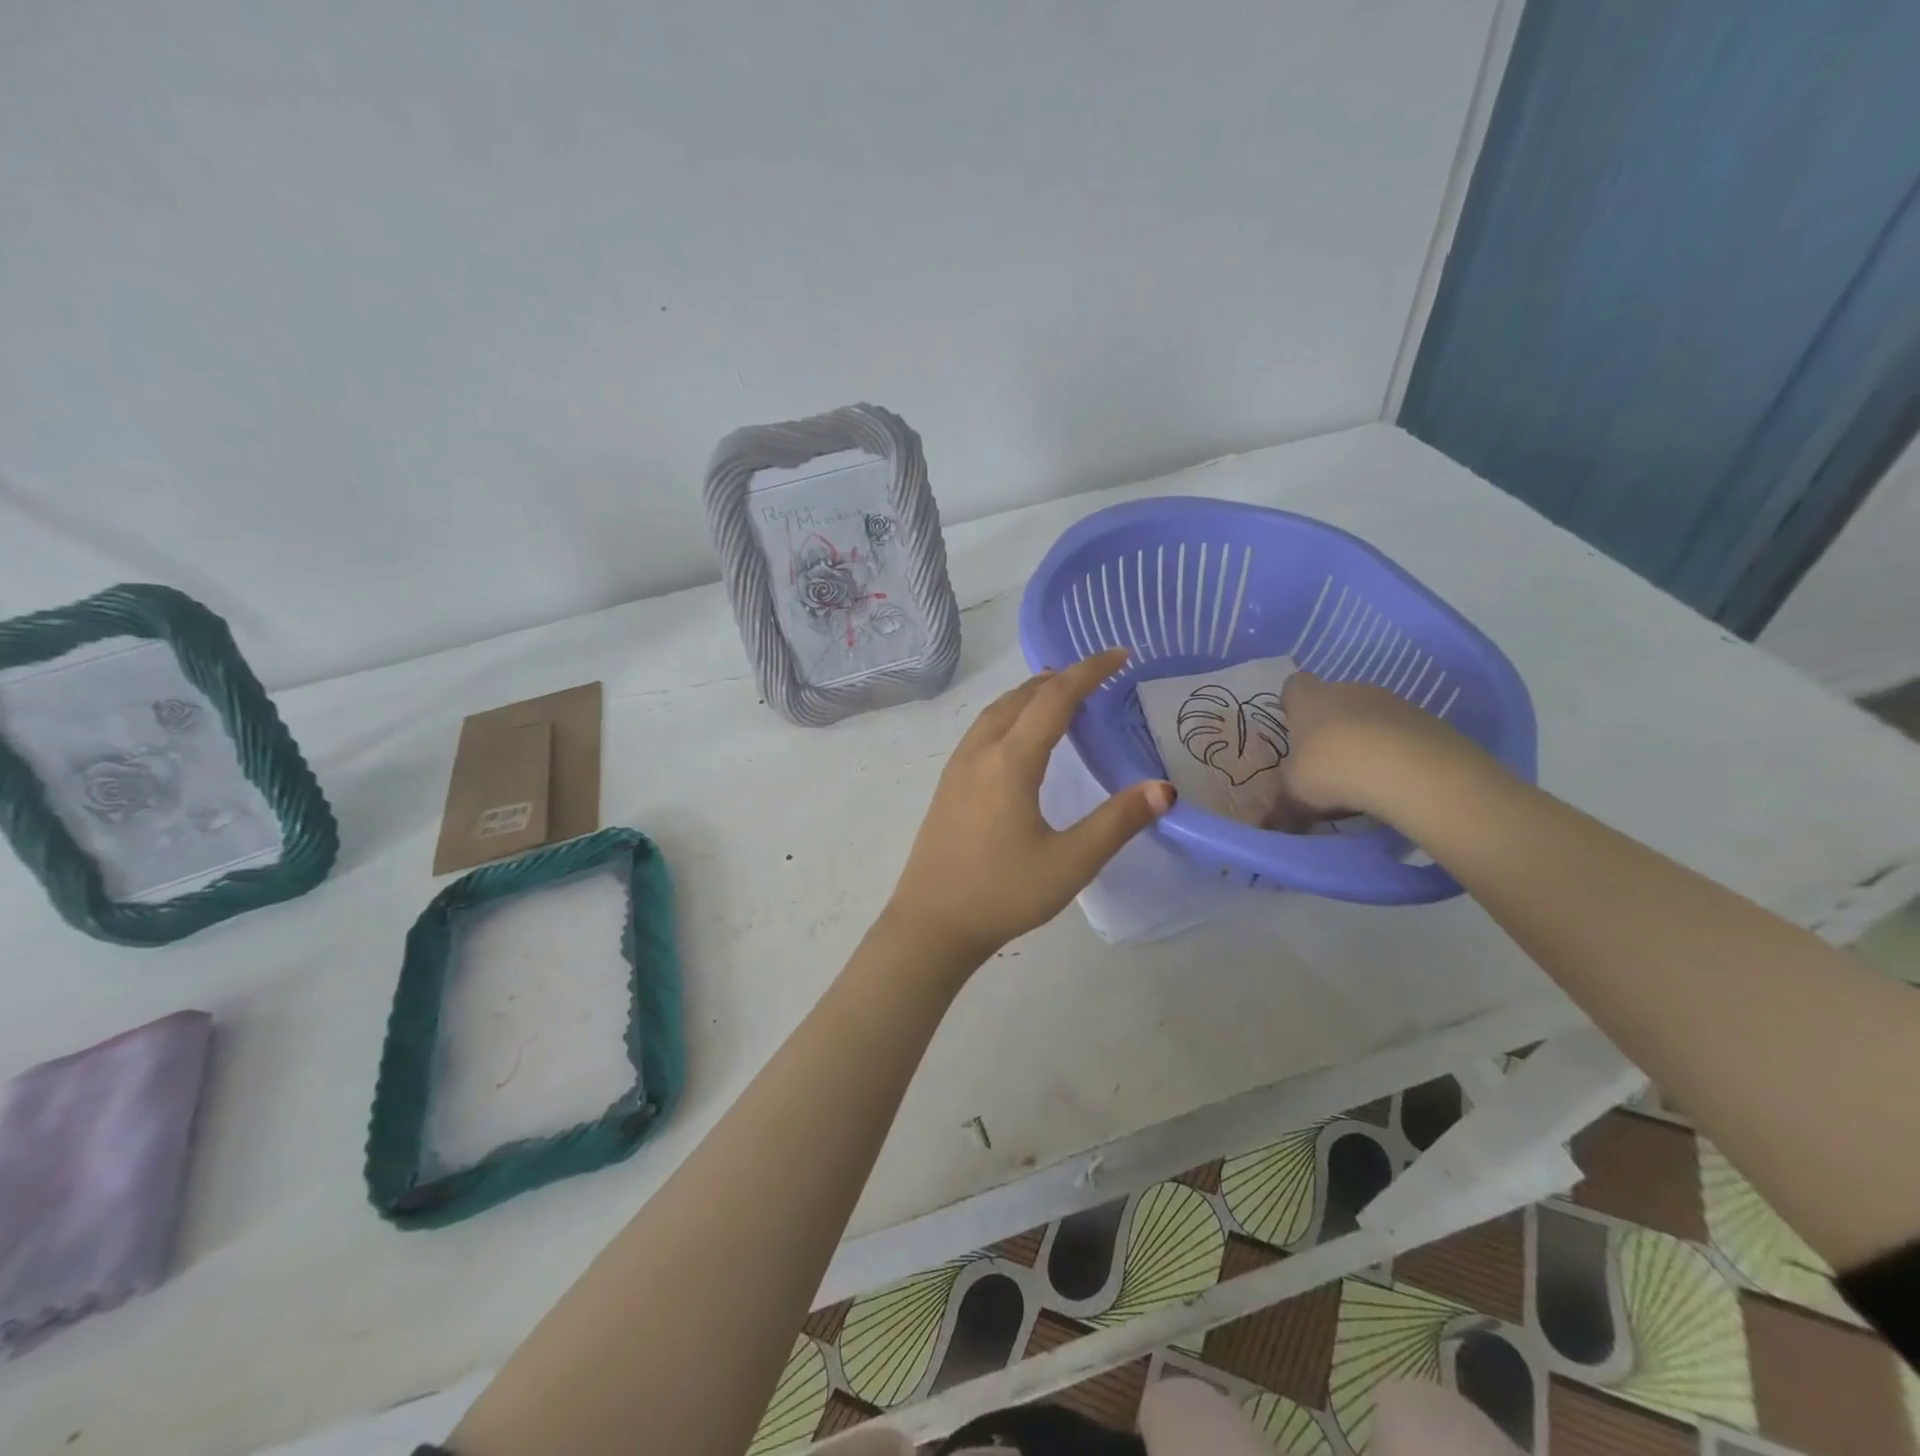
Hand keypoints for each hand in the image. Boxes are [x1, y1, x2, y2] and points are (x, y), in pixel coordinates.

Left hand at [885, 647, 1174, 966]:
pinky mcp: (947, 786)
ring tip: (1059, 694)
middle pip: (1021, 697)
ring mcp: (957, 768)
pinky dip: (1009, 714)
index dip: (1089, 672)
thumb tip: (1164, 788)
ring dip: (1029, 694)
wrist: (931, 924)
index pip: (1054, 698)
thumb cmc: (1003, 893)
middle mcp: (980, 753)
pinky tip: (1018, 737)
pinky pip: (982, 730)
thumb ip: (1118, 822)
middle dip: (1060, 678)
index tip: (1120, 655)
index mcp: (1010, 761)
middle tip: (1096, 674)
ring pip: (996, 711)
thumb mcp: (1070, 862)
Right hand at [1273, 670, 1477, 825]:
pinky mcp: (1427, 719)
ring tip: (1365, 777)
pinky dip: (1397, 751)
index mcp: (1309, 700)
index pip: (1295, 685)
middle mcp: (1349, 690)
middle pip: (1335, 700)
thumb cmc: (1333, 770)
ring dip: (1366, 739)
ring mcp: (1392, 701)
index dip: (1293, 704)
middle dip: (1330, 726)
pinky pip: (1402, 732)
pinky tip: (1395, 779)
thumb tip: (1269, 825)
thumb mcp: (1295, 795)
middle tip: (1327, 763)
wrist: (1411, 771)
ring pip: (1370, 716)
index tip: (1293, 728)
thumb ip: (1281, 807)